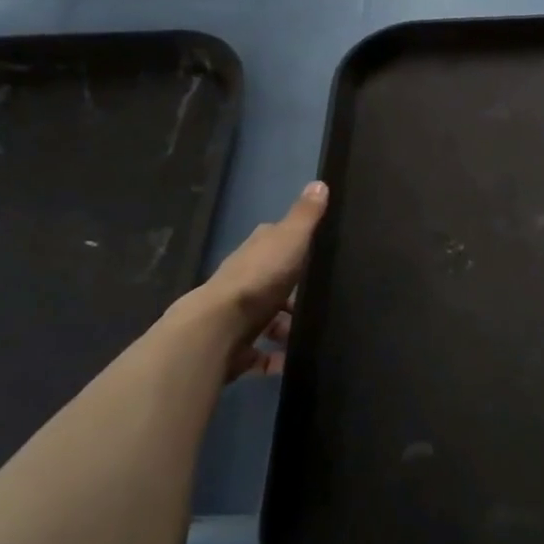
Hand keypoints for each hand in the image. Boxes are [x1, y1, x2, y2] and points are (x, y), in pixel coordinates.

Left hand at [184, 181, 328, 375]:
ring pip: (269, 320)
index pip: (275, 240)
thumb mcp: (290, 238)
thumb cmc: (260, 277)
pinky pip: (262, 353)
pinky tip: (295, 361)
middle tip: (324, 301)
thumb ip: (306, 215)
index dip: (295, 244)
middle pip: (275, 283)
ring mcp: (239, 315)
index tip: (317, 252)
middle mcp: (245, 279)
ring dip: (287, 328)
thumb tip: (319, 182)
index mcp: (257, 251)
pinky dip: (277, 358)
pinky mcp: (237, 347)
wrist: (219, 327)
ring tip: (313, 335)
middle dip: (295, 293)